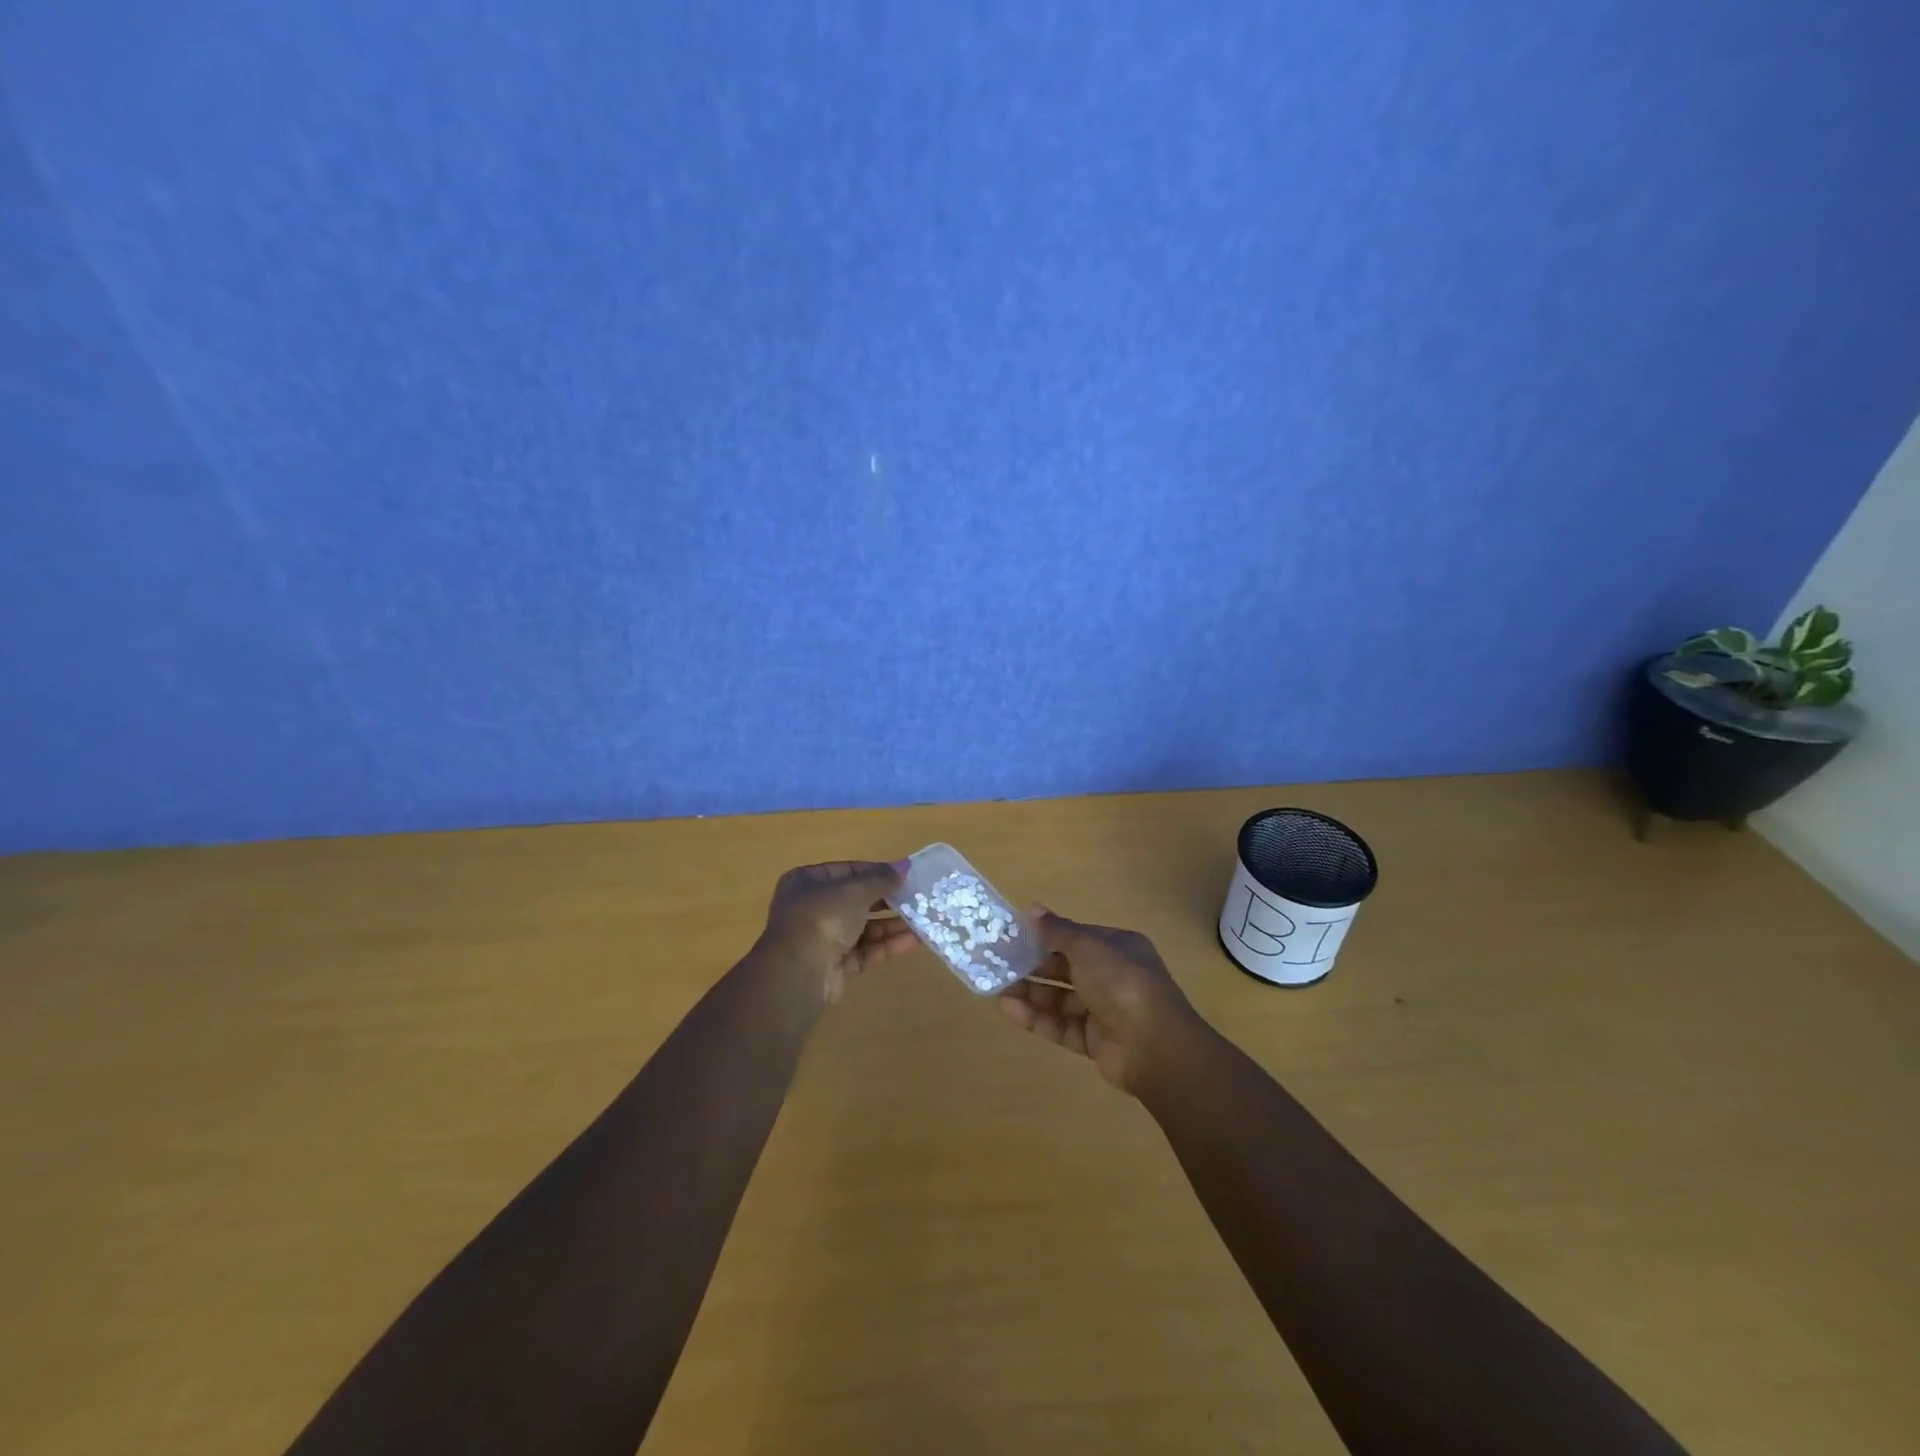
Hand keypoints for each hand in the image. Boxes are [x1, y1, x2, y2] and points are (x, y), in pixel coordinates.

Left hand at [752, 861, 916, 1005]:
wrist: (799, 972)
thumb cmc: (823, 916)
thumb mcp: (855, 890)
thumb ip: (881, 878)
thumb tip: (905, 867)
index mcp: (807, 882)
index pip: (847, 871)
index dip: (876, 871)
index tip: (904, 874)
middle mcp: (812, 908)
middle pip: (857, 900)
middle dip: (888, 900)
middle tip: (918, 898)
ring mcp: (823, 939)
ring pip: (864, 927)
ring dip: (892, 924)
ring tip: (924, 920)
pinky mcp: (835, 965)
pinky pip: (866, 951)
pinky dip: (888, 945)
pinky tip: (915, 941)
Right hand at [998, 907, 1204, 1092]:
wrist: (1154, 1046)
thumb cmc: (1121, 982)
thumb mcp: (1087, 947)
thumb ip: (1057, 931)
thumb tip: (1031, 910)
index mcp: (1118, 948)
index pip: (1078, 938)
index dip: (1047, 935)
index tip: (1015, 934)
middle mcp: (1112, 977)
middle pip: (1066, 968)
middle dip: (1034, 965)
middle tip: (999, 962)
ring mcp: (1104, 1011)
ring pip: (1061, 999)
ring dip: (1031, 992)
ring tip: (997, 987)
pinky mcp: (1094, 1042)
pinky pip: (1061, 1026)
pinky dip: (1037, 1018)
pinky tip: (1009, 1009)